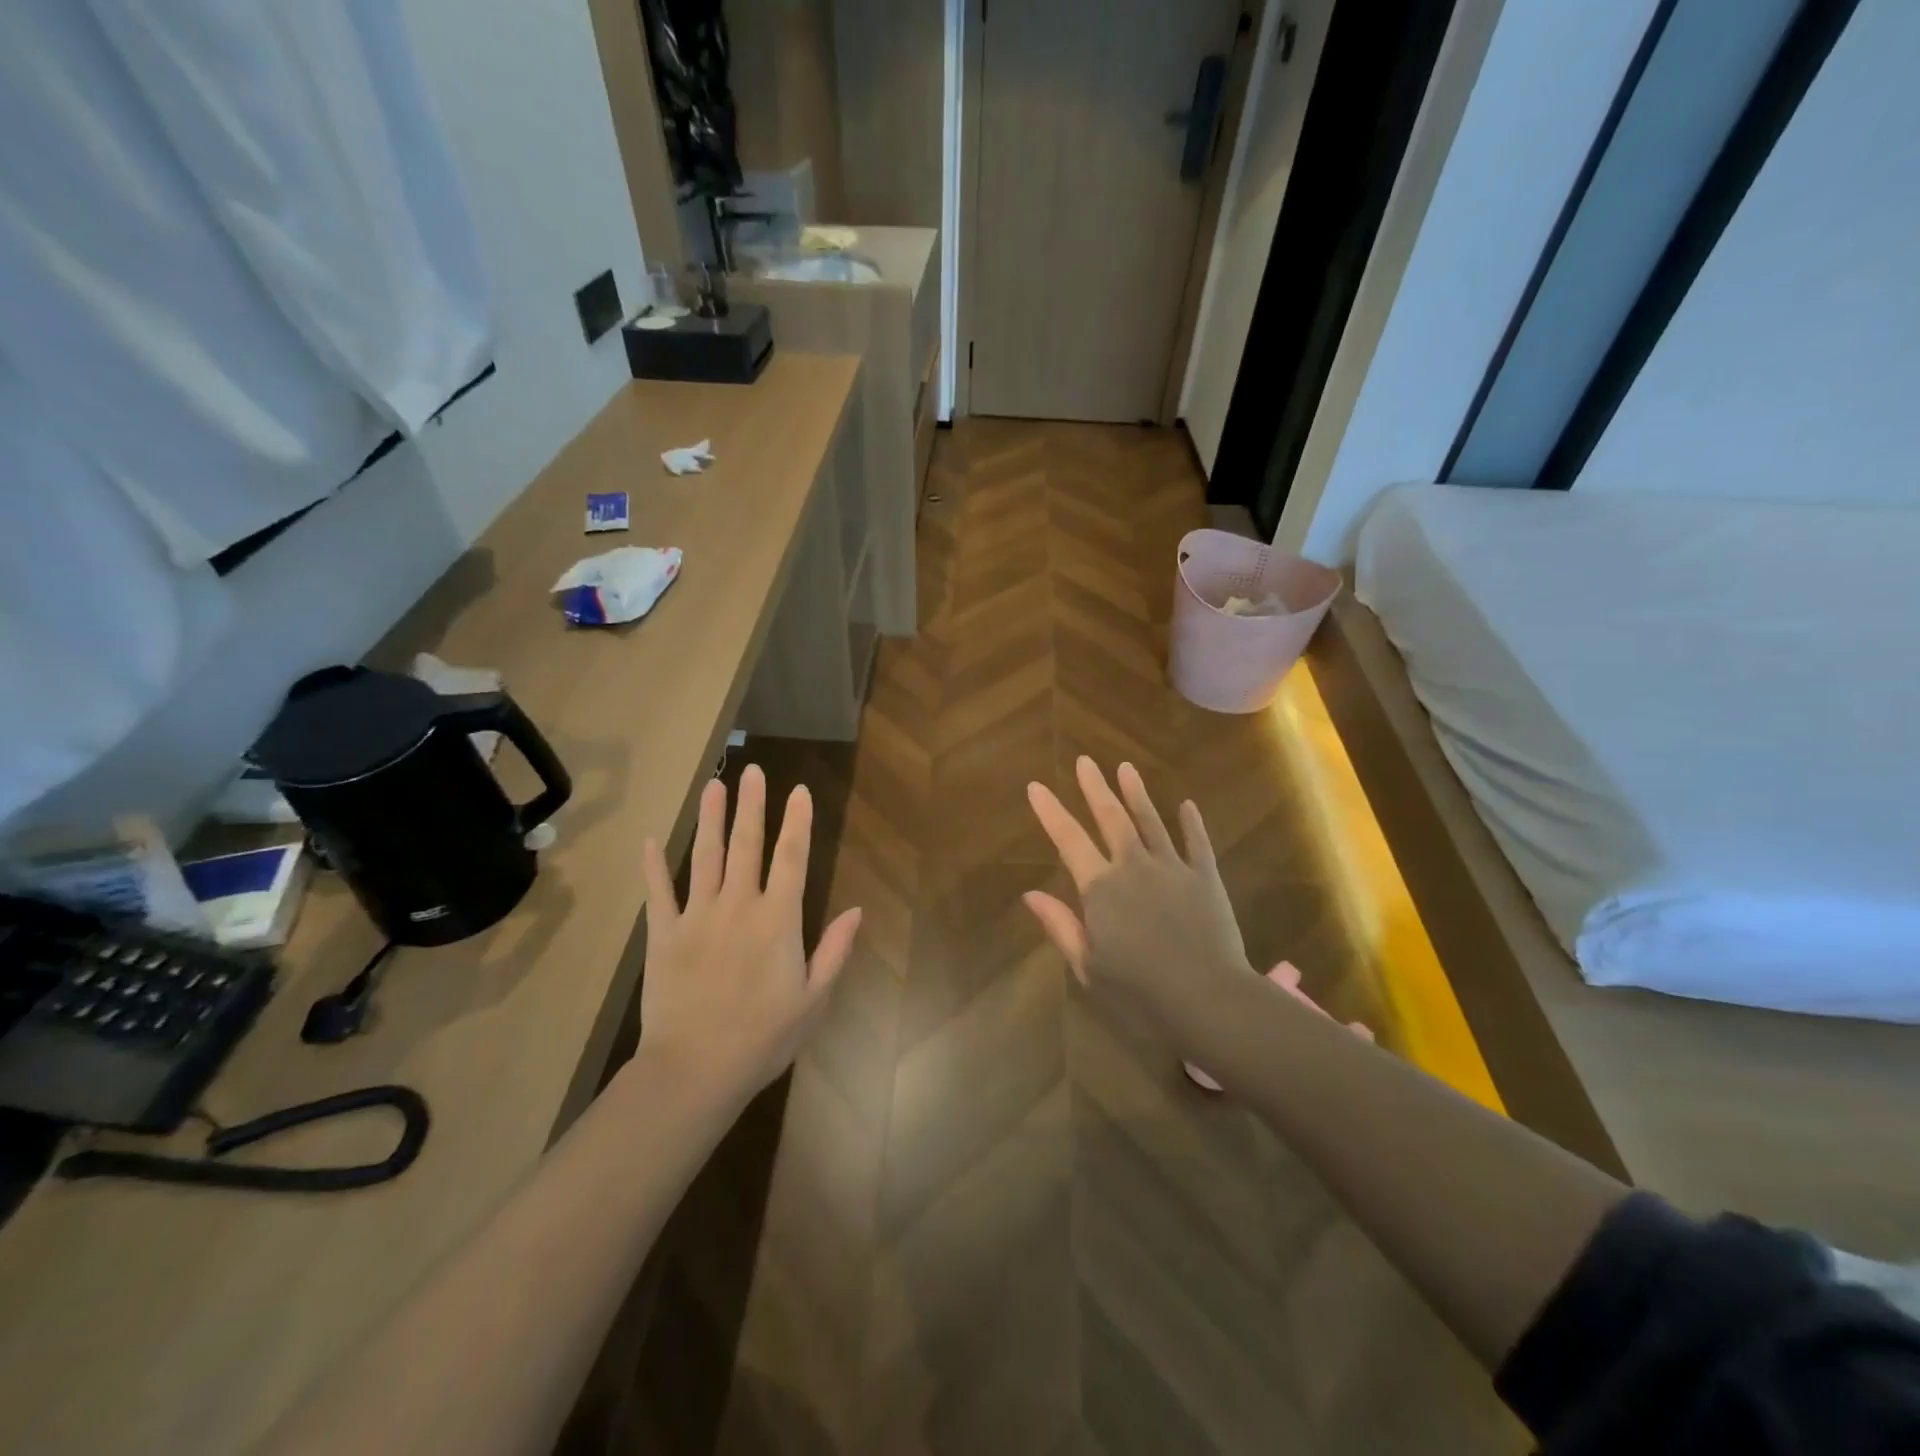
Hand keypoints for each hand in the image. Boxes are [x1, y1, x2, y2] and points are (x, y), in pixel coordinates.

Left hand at [640, 766, 861, 1103]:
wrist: (695, 1070)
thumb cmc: (763, 1037)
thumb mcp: (813, 999)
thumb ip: (834, 950)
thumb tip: (856, 910)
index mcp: (777, 920)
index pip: (792, 859)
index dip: (798, 822)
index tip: (800, 791)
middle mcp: (738, 906)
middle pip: (747, 845)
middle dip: (752, 806)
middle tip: (753, 771)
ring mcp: (697, 917)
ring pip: (705, 857)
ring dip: (710, 819)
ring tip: (714, 785)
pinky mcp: (664, 934)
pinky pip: (658, 892)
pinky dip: (653, 866)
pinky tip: (650, 840)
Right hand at [1024, 758, 1253, 1046]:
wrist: (1207, 998)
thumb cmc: (1139, 990)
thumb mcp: (1088, 965)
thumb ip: (1061, 926)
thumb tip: (1030, 895)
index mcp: (1100, 888)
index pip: (1068, 840)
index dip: (1050, 812)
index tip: (1036, 786)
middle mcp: (1133, 866)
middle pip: (1111, 818)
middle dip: (1095, 788)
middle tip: (1085, 761)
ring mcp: (1172, 868)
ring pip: (1151, 821)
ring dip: (1136, 793)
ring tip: (1126, 768)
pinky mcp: (1205, 877)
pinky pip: (1197, 842)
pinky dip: (1191, 823)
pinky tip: (1187, 805)